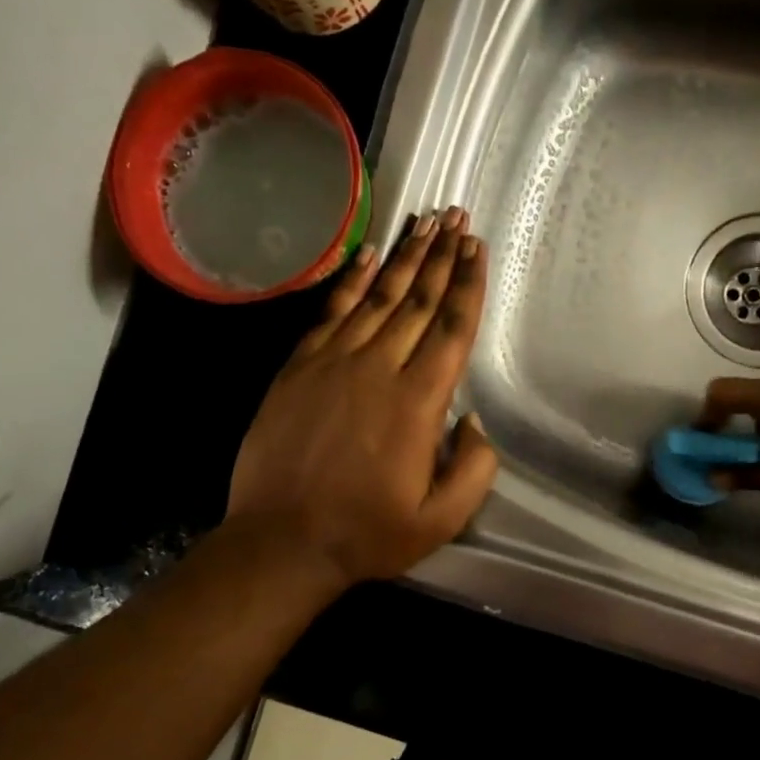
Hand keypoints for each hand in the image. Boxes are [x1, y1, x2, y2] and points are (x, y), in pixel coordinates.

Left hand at [228, 207, 498, 588]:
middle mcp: (379, 368)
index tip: (477, 247)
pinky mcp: (300, 366)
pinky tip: (369, 255)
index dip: (468, 284)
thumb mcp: (442, 518)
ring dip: (406, 257)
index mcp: (419, 401)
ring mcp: (334, 361)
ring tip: (426, 223)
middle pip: (419, 300)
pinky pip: (331, 311)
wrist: (281, 541)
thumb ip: (475, 468)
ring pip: (378, 296)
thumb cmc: (367, 532)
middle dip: (443, 256)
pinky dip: (352, 280)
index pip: (452, 327)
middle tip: (458, 218)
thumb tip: (473, 420)